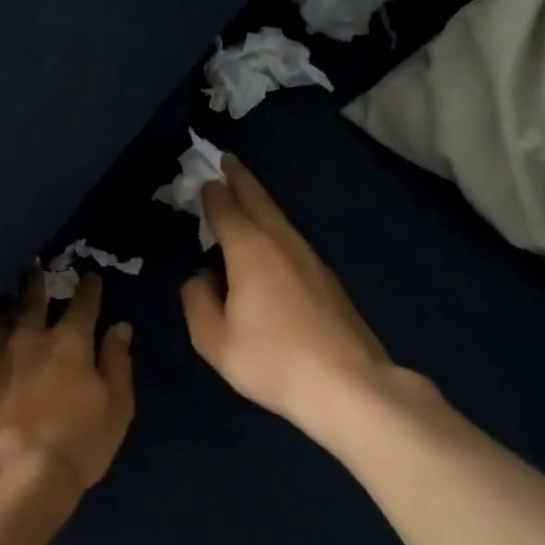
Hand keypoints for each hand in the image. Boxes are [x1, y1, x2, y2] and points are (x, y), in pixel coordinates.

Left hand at [0, 271, 135, 495]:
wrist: (17, 472)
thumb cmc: (79, 441)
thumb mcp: (116, 405)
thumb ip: (118, 362)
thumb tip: (120, 327)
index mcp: (69, 342)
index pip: (82, 304)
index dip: (89, 287)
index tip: (91, 275)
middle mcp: (29, 339)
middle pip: (32, 300)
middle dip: (37, 281)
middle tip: (35, 265)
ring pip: (0, 319)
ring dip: (7, 305)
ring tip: (7, 298)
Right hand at [181, 155, 421, 433]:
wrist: (347, 384)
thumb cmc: (272, 360)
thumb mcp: (214, 339)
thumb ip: (197, 301)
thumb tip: (200, 278)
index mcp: (250, 251)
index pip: (226, 210)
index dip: (212, 193)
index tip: (203, 178)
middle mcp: (282, 243)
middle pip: (259, 201)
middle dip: (241, 179)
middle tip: (227, 160)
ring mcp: (310, 259)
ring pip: (280, 219)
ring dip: (260, 202)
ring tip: (245, 195)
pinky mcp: (327, 279)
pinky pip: (292, 239)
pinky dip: (274, 228)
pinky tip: (269, 243)